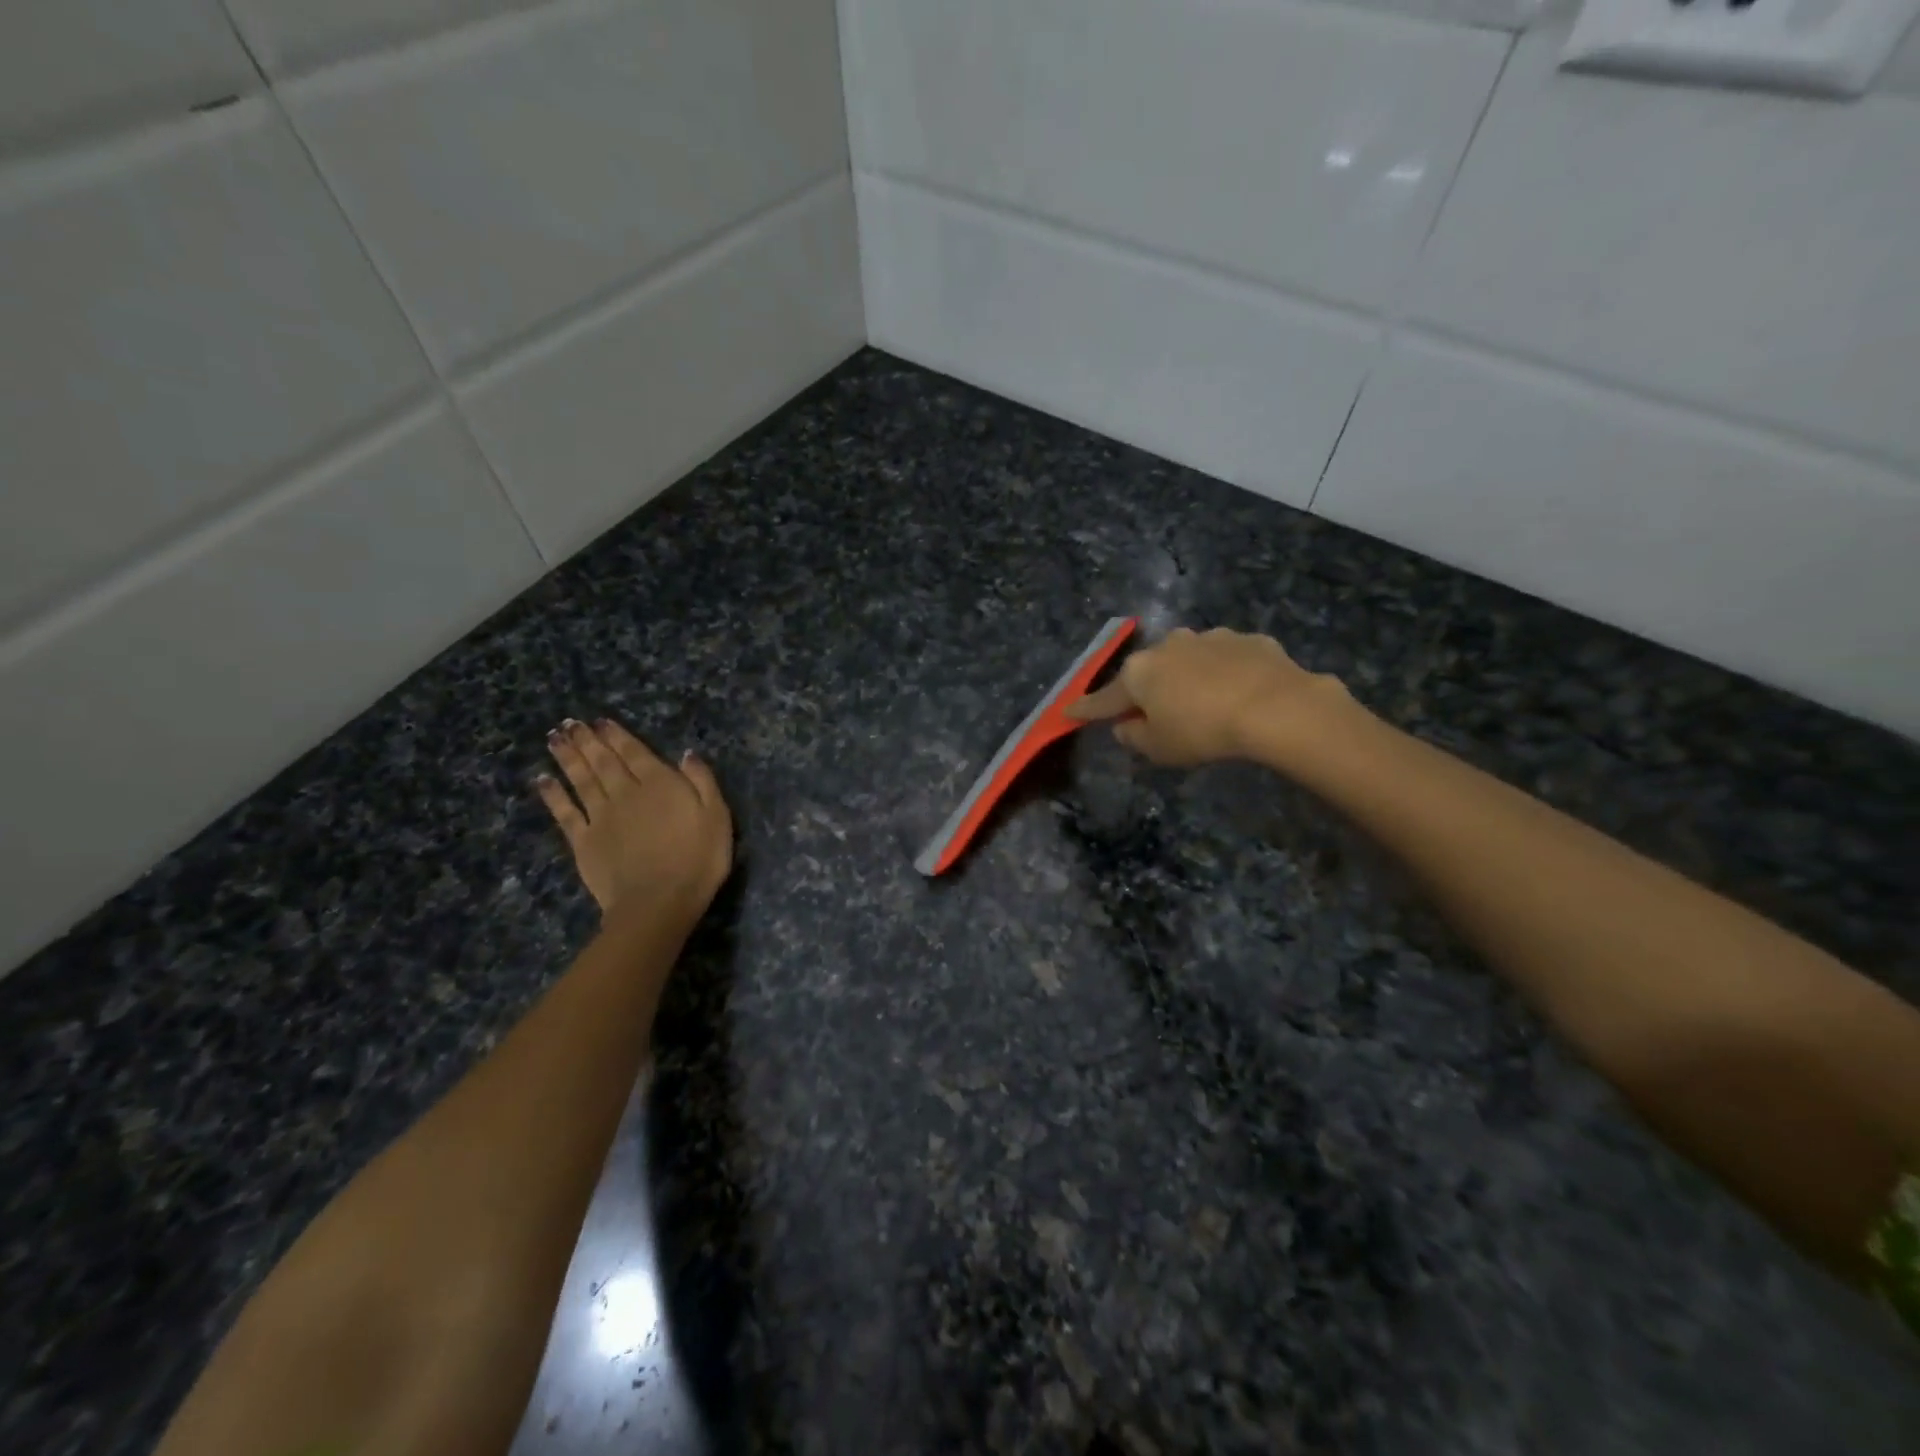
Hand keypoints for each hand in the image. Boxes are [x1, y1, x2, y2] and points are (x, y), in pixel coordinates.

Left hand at [536, 719, 732, 917]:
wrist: (658, 902)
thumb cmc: (698, 860)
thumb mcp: (717, 816)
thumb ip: (702, 782)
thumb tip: (687, 754)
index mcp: (660, 784)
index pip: (635, 752)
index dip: (617, 736)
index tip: (601, 721)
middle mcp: (626, 793)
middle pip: (603, 761)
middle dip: (587, 740)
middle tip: (569, 722)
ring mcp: (600, 817)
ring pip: (581, 779)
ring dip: (568, 757)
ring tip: (554, 738)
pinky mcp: (583, 841)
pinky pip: (564, 812)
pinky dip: (553, 794)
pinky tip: (543, 779)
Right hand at [1066, 626, 1348, 766]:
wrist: (1274, 706)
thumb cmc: (1203, 731)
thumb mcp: (1160, 748)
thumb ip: (1135, 737)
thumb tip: (1125, 726)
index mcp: (1139, 673)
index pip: (1104, 697)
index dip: (1086, 708)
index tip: (1068, 710)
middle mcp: (1168, 646)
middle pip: (1148, 672)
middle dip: (1147, 690)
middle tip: (1154, 713)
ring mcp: (1208, 638)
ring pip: (1188, 660)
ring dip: (1188, 677)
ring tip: (1204, 703)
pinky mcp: (1246, 640)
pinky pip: (1226, 659)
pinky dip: (1225, 673)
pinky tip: (1239, 692)